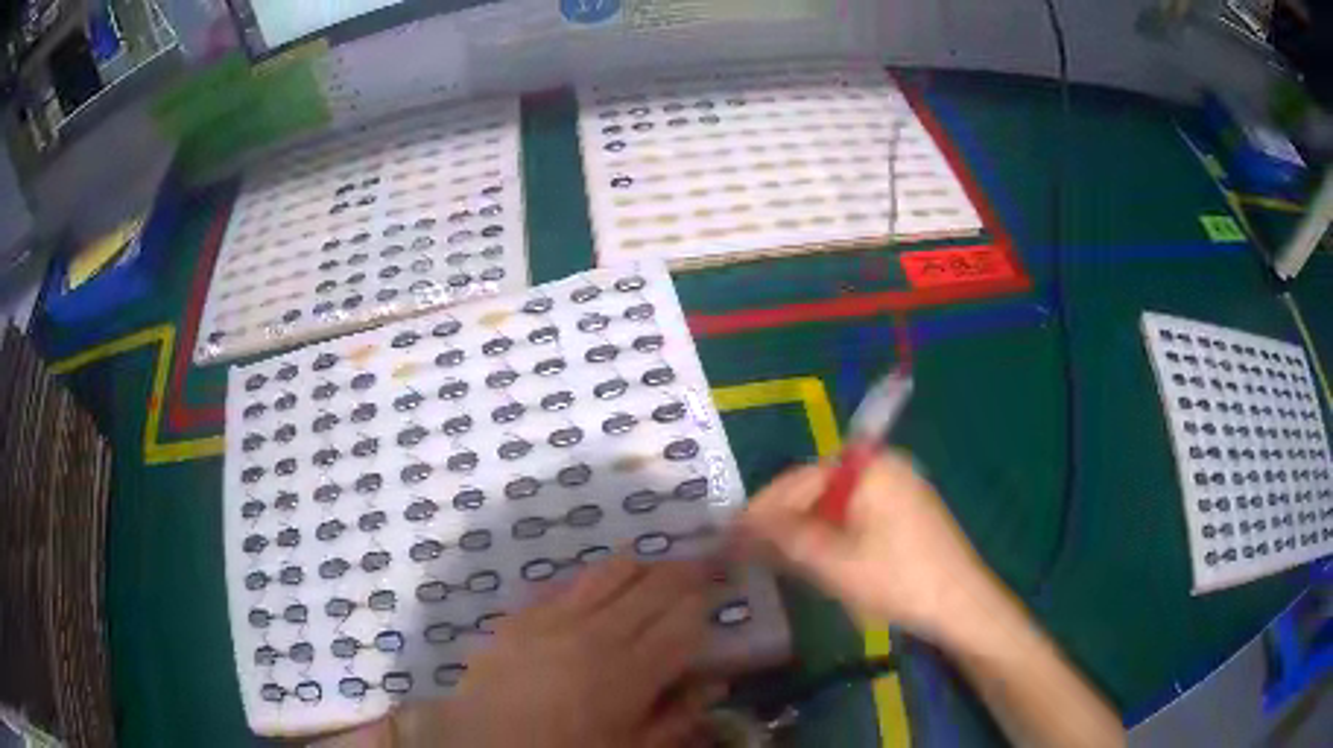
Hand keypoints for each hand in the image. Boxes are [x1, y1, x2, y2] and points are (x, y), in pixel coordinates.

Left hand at [394, 557, 718, 747]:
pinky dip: (597, 579)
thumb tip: (715, 683)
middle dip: (687, 572)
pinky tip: (603, 590)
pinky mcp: (522, 614)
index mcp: (628, 673)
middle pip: (655, 585)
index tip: (723, 592)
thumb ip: (677, 717)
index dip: (709, 601)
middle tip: (706, 567)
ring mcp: (553, 617)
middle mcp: (595, 633)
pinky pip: (569, 582)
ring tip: (658, 574)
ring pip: (613, 570)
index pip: (685, 619)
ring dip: (644, 567)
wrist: (482, 746)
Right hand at [738, 451, 1006, 647]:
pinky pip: (857, 514)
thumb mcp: (834, 563)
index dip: (761, 509)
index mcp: (867, 468)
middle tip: (751, 550)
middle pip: (817, 488)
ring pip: (836, 503)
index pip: (798, 480)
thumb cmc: (897, 580)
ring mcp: (899, 487)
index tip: (729, 534)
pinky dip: (832, 533)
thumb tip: (741, 525)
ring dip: (806, 528)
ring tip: (778, 557)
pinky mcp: (907, 510)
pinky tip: (820, 557)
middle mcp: (884, 466)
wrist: (962, 604)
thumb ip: (785, 538)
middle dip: (783, 519)